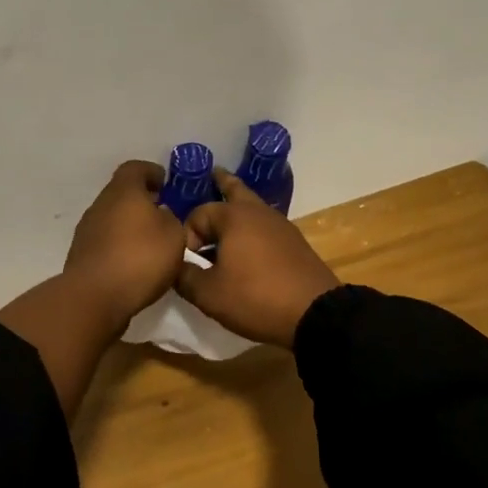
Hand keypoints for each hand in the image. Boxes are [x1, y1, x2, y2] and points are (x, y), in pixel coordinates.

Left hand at [61, 160, 187, 322]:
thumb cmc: (140, 257)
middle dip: (142, 201)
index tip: (166, 183)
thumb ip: (171, 219)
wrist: (94, 297)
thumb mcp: (174, 235)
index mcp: (124, 190)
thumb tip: (161, 215)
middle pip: (122, 193)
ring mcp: (87, 230)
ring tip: (152, 243)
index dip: (152, 172)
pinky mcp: (82, 255)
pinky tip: (135, 264)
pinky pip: (106, 242)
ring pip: (113, 218)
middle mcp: (101, 204)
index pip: (136, 168)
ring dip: (130, 226)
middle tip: (164, 214)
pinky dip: (120, 246)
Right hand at [177, 169, 340, 346]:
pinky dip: (253, 226)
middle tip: (212, 174)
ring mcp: (280, 224)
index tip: (187, 260)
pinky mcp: (294, 241)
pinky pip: (265, 225)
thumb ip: (184, 276)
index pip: (198, 214)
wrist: (314, 313)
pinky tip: (248, 242)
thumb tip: (174, 265)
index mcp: (233, 216)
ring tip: (226, 213)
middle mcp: (257, 211)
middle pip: (235, 188)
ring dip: (237, 207)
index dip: (187, 235)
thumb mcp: (209, 294)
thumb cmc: (255, 297)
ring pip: (252, 206)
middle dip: (221, 183)